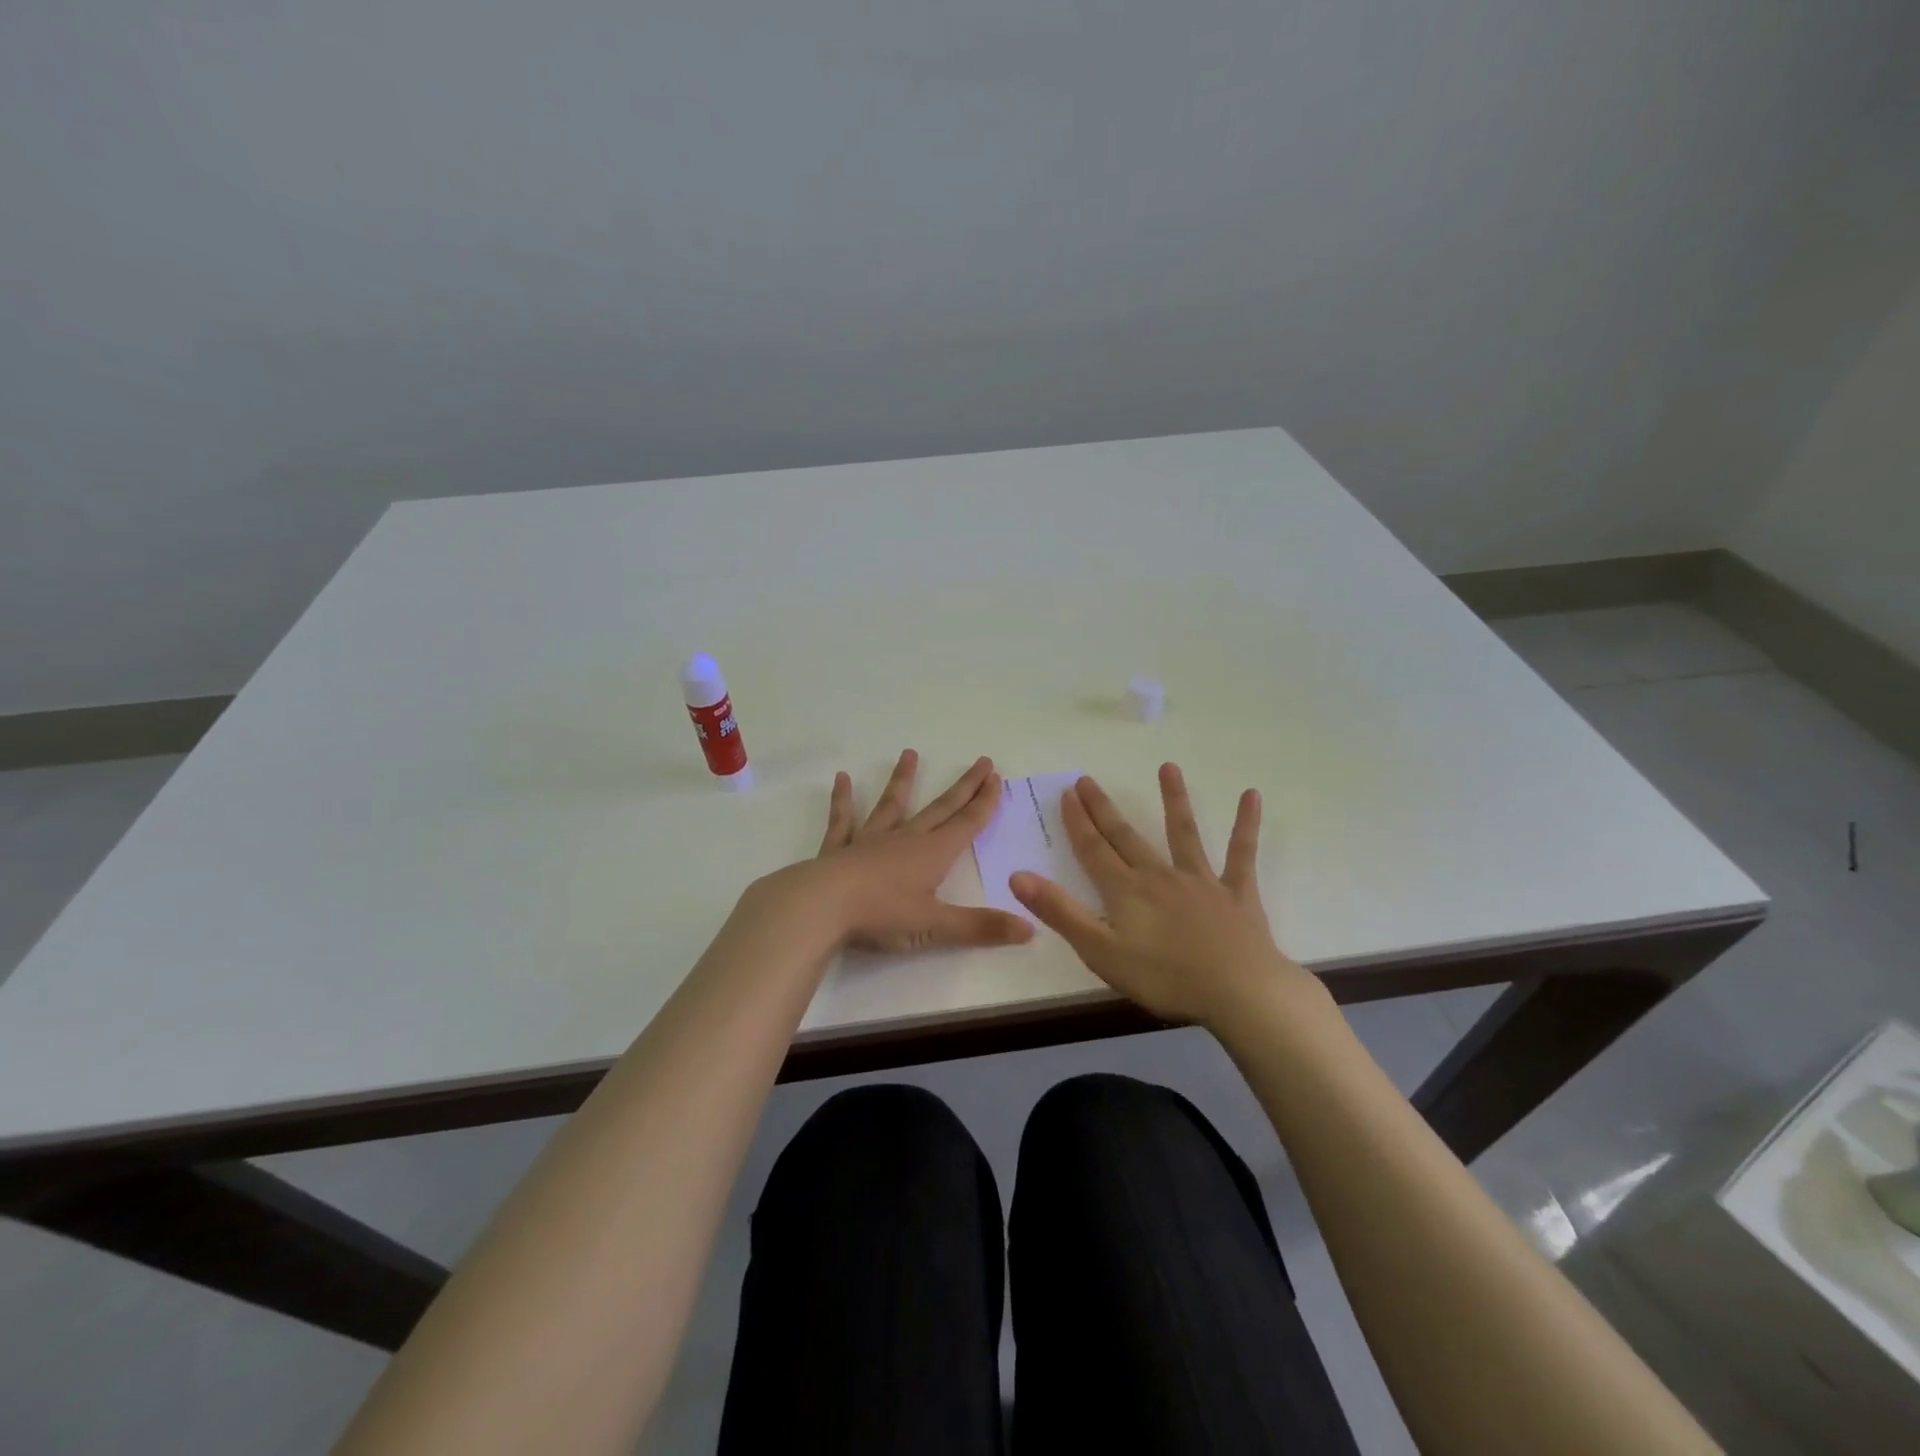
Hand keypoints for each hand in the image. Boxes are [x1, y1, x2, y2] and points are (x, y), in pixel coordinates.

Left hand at [802, 750, 1034, 953]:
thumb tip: (1031, 929)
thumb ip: (982, 927)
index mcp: (932, 854)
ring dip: (903, 780)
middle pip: (941, 808)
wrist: (820, 907)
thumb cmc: (881, 915)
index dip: (985, 802)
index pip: (966, 823)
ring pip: (892, 805)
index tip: (997, 778)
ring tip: (909, 753)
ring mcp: (870, 840)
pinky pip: (843, 820)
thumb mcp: (936, 926)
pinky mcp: (839, 849)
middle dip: (964, 787)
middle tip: (981, 762)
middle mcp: (905, 839)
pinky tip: (841, 779)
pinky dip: (843, 800)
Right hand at [1009, 764, 1312, 1026]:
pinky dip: (1245, 825)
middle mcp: (1159, 875)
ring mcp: (1200, 880)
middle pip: (1126, 837)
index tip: (1066, 794)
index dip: (1077, 822)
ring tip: (1168, 767)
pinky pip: (1240, 854)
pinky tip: (1251, 796)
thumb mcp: (1100, 951)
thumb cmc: (1165, 977)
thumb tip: (1018, 876)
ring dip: (1174, 799)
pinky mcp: (1236, 892)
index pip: (1094, 850)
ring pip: (1183, 833)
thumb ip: (1060, 912)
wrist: (1238, 991)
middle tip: (1087, 779)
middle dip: (1103, 809)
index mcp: (1126, 891)